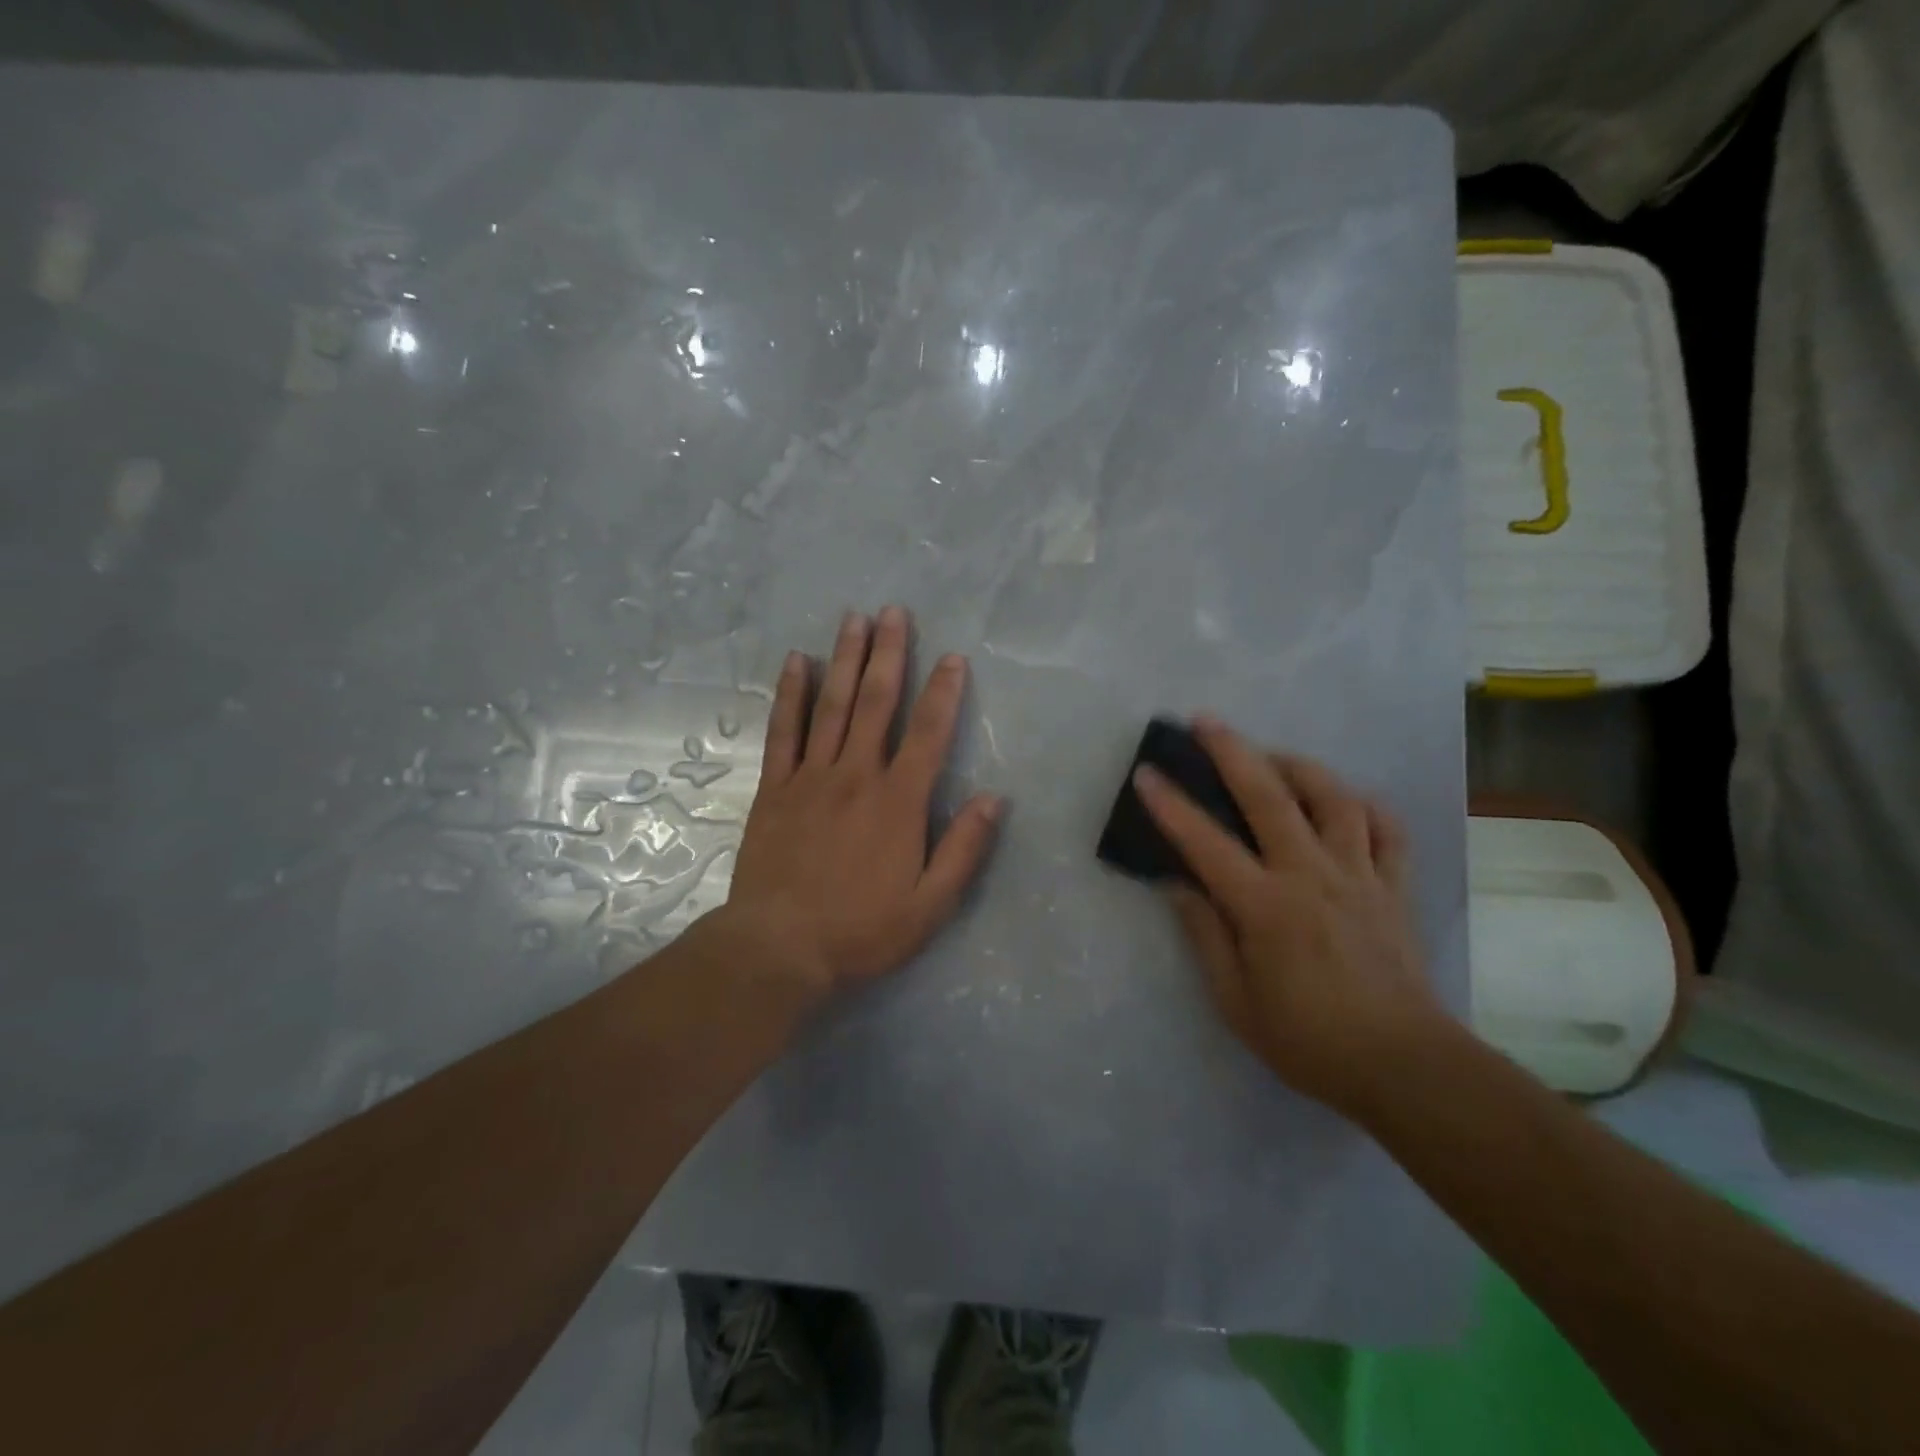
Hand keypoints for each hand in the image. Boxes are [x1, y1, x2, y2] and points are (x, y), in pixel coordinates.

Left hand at [715, 605, 1002, 998]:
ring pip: (831, 705)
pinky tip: (796, 662)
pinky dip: (790, 694)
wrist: (778, 948)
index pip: (929, 733)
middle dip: (888, 654)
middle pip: (876, 702)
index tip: (952, 657)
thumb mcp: (930, 906)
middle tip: (893, 612)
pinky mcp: (774, 788)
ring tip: (853, 619)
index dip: (944, 692)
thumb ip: (965, 850)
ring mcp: (810, 777)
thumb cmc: (861, 931)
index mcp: (899, 801)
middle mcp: (856, 775)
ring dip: (844, 659)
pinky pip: (783, 731)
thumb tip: (995, 799)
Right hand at [1133, 716, 1443, 1115]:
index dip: (1170, 805)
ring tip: (1271, 754)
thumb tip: (1176, 884)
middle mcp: (1311, 875)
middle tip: (1206, 721)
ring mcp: (1359, 875)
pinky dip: (1366, 805)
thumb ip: (1204, 935)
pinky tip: (1345, 799)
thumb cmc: (1308, 1039)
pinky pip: (1387, 830)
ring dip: (1298, 766)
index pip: (1206, 843)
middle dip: (1233, 752)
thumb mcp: (1235, 1001)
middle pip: (1270, 797)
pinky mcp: (1394, 887)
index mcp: (1266, 906)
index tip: (1146, 772)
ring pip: (1333, 799)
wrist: (1404, 1066)